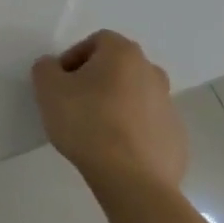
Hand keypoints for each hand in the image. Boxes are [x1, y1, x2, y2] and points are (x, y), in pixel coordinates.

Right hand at [32, 30, 187, 198]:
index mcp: (124, 54)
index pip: (96, 41)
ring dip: (116, 106)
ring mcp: (170, 107)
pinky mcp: (177, 140)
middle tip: (76, 104)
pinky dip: (132, 132)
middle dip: (96, 81)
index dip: (74, 58)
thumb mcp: (48, 88)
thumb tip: (55, 68)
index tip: (61, 83)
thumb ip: (46, 68)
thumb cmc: (87, 123)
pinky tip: (115, 152)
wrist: (133, 181)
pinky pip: (148, 126)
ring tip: (95, 131)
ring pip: (134, 97)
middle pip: (118, 68)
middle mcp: (152, 73)